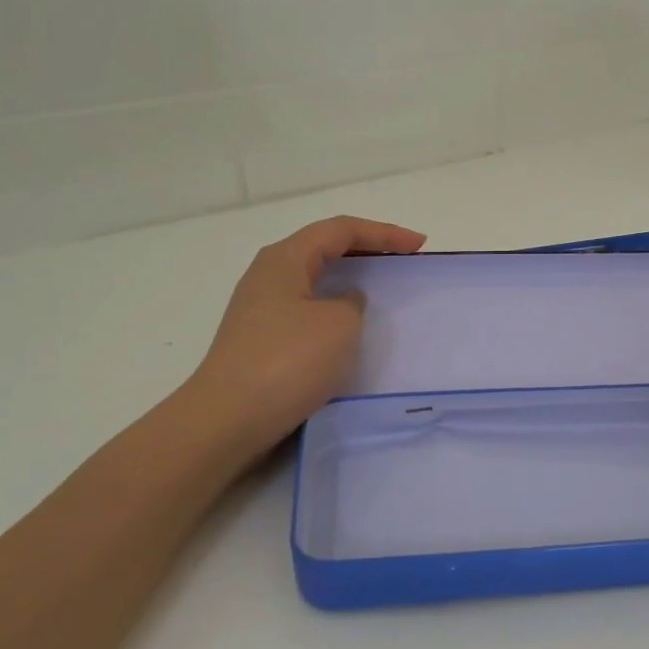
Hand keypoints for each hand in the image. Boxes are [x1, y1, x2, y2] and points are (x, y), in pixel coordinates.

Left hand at [187, 215, 425, 455]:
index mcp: (285, 258)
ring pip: (314, 280)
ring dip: (349, 280)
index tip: (419, 245)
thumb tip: (343, 301)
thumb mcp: (339, 324)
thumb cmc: (288, 361)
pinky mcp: (261, 339)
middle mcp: (268, 274)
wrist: (230, 418)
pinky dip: (334, 309)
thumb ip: (352, 303)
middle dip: (367, 249)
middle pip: (324, 248)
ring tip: (381, 290)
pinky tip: (350, 328)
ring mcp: (261, 308)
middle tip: (403, 260)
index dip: (384, 233)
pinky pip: (307, 309)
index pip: (341, 229)